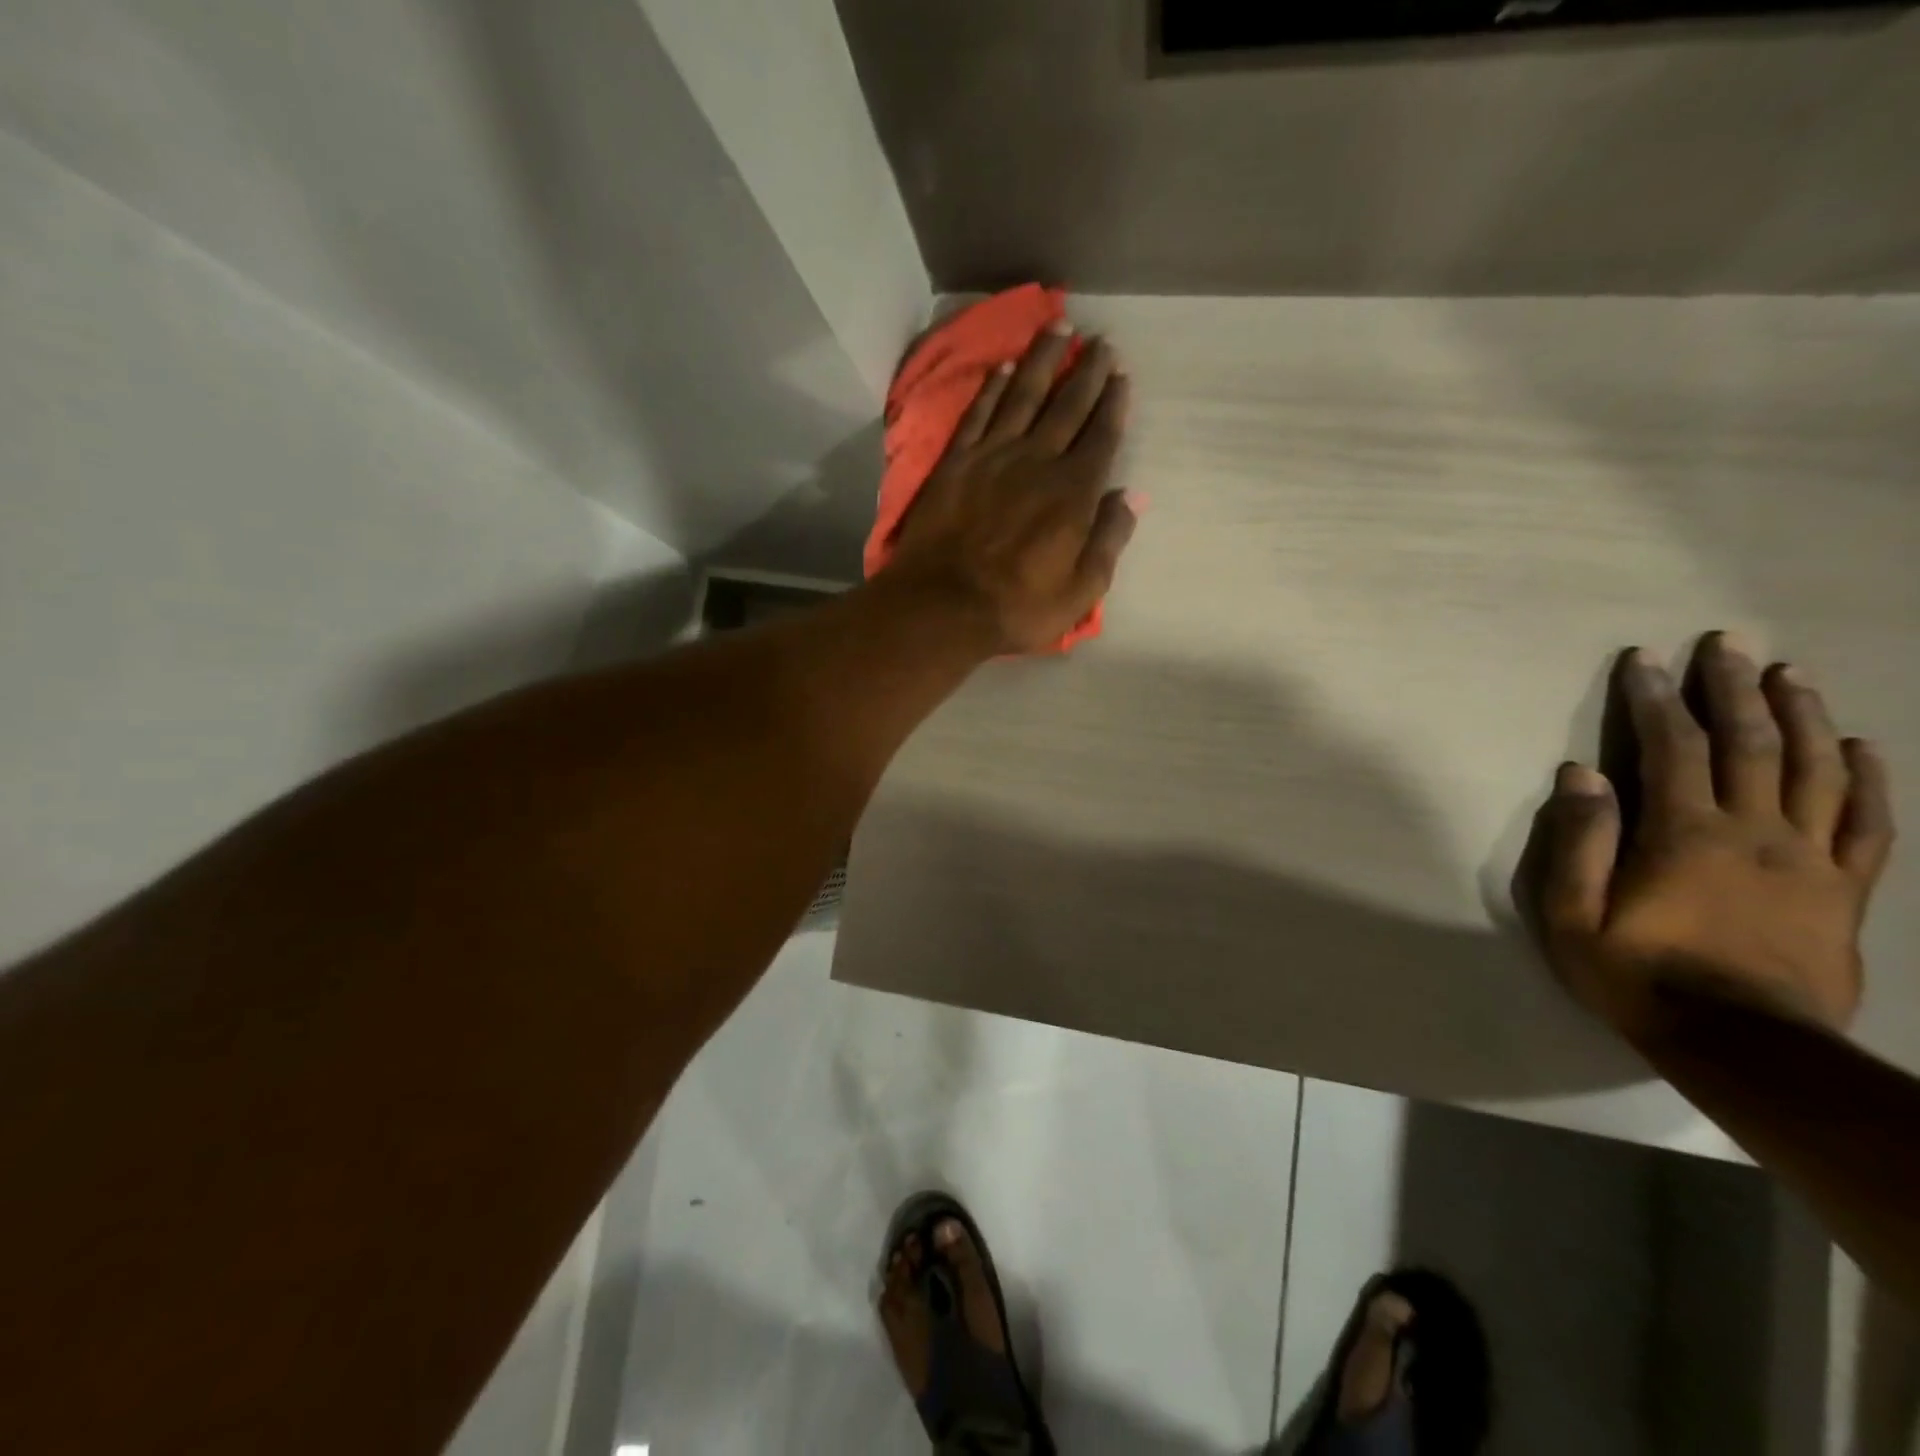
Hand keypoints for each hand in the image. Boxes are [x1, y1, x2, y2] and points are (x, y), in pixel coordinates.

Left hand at [884, 326, 1137, 655]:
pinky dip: (992, 388)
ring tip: (1058, 327)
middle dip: (1086, 370)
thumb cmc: (1017, 607)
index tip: (1120, 374)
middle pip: (1067, 405)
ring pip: (1023, 395)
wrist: (943, 606)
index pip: (1101, 436)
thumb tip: (1132, 495)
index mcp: (1073, 493)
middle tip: (1099, 340)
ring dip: (1042, 359)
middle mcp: (1037, 461)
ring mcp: (992, 457)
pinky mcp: (955, 462)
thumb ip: (1109, 539)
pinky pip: (978, 414)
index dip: (1113, 403)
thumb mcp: (1080, 591)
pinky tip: (1003, 366)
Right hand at [1523, 634, 1894, 1040]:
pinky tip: (1861, 748)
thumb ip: (1578, 842)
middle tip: (1727, 642)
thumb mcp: (1573, 915)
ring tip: (1789, 673)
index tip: (1645, 660)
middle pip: (1750, 744)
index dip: (1656, 699)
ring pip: (1815, 771)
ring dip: (1802, 716)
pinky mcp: (1844, 890)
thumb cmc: (1638, 976)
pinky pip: (1867, 824)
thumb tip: (1580, 774)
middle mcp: (1756, 833)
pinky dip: (1867, 780)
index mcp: (1686, 836)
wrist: (1742, 1046)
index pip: (1672, 748)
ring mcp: (1811, 860)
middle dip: (1733, 688)